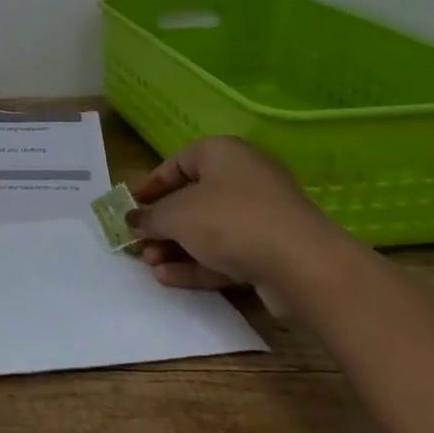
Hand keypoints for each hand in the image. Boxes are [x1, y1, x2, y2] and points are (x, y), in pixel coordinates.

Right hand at [126, 137, 336, 295]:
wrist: (301, 264)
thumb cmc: (229, 220)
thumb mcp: (176, 216)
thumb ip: (150, 218)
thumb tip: (134, 220)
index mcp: (222, 154)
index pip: (178, 162)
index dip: (152, 184)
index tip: (132, 205)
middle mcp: (243, 178)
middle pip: (193, 199)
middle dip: (162, 224)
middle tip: (140, 242)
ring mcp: (260, 216)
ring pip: (208, 230)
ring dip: (176, 247)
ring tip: (150, 265)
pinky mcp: (270, 250)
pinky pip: (226, 253)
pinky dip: (197, 263)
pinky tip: (168, 278)